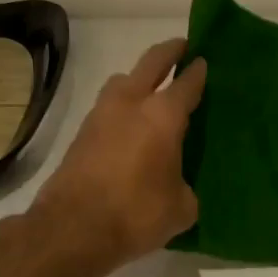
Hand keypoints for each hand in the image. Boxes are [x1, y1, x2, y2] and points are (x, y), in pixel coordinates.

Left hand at [32, 39, 206, 272]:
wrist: (72, 229)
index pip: (187, 83)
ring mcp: (101, 114)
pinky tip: (130, 123)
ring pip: (123, 80)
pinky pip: (108, 105)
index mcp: (163, 115)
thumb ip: (186, 186)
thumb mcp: (181, 207)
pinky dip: (122, 104)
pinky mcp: (82, 132)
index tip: (205, 61)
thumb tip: (179, 184)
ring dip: (139, 76)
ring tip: (151, 88)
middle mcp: (131, 103)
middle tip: (183, 47)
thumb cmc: (136, 214)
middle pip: (152, 62)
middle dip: (169, 51)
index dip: (199, 70)